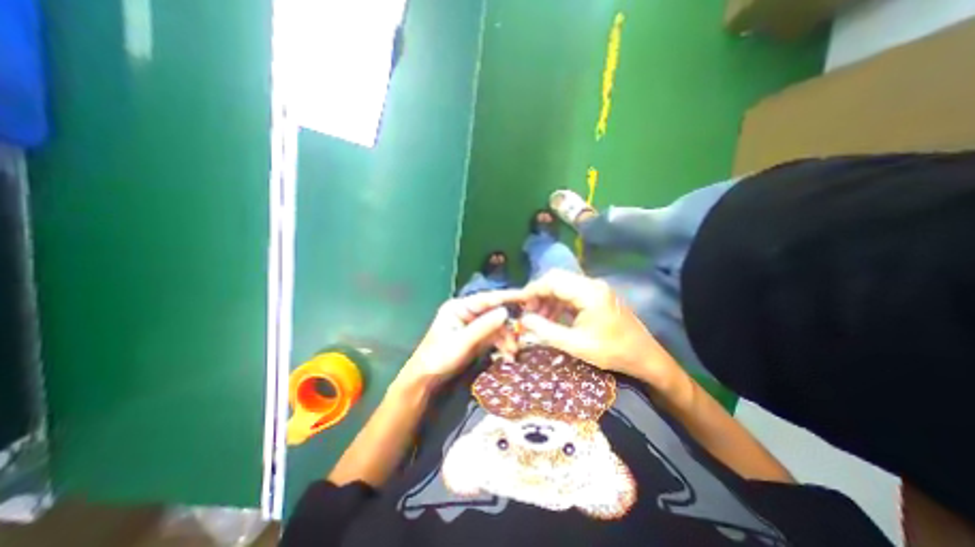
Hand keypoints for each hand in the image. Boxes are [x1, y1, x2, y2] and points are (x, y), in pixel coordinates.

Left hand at [396, 290, 521, 391]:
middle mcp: (467, 313)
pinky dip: (502, 344)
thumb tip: (505, 311)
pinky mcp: (476, 337)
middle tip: (521, 335)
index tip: (526, 296)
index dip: (507, 296)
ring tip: (513, 352)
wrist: (426, 379)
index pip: (487, 299)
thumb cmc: (438, 357)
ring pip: (496, 326)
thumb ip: (484, 327)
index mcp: (459, 307)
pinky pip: (494, 336)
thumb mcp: (462, 342)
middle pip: (494, 312)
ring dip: (506, 338)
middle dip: (508, 325)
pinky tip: (508, 354)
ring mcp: (472, 325)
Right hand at [518, 272, 683, 394]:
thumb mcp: (575, 345)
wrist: (645, 357)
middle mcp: (591, 284)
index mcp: (588, 293)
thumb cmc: (612, 352)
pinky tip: (552, 318)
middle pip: (557, 279)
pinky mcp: (596, 296)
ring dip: (548, 299)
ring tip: (538, 318)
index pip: (552, 281)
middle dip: (539, 294)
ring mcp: (595, 289)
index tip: (519, 304)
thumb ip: (546, 331)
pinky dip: (558, 303)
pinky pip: (571, 293)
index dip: (532, 290)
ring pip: (563, 285)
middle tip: (528, 312)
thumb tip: (523, 319)